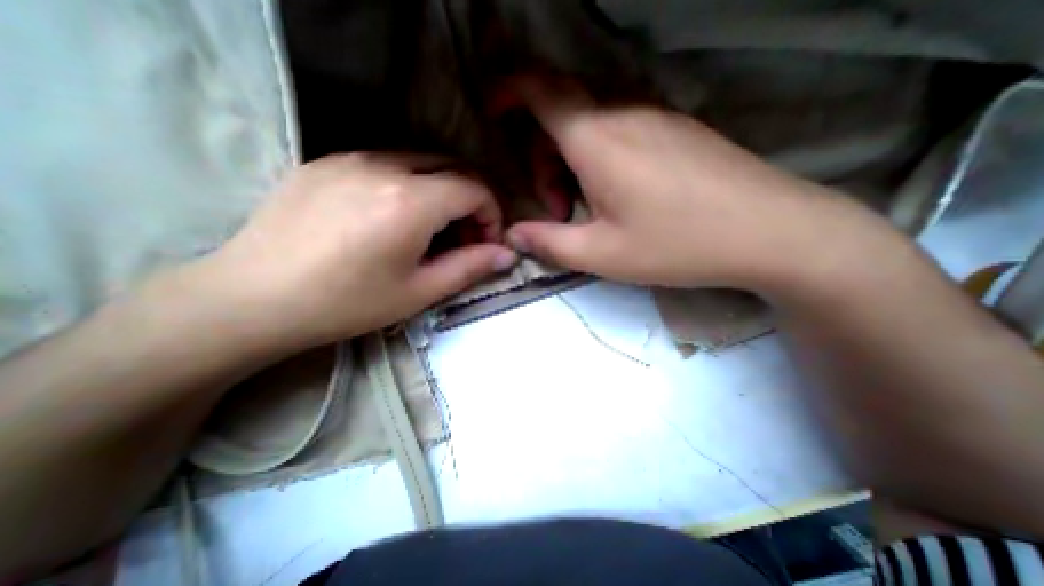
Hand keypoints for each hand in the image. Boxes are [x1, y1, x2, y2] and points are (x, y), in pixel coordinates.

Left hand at [192, 150, 514, 352]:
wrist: (252, 298)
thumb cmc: (347, 303)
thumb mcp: (419, 292)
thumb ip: (470, 267)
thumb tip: (507, 254)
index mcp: (411, 201)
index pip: (474, 189)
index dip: (491, 214)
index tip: (488, 242)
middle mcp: (384, 165)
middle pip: (451, 166)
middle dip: (471, 199)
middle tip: (465, 236)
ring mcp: (350, 157)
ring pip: (420, 161)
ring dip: (441, 190)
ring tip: (432, 229)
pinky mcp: (326, 161)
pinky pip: (386, 163)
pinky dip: (409, 184)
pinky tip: (394, 217)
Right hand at [501, 77, 893, 295]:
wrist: (769, 231)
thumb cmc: (678, 245)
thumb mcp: (601, 253)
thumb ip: (549, 242)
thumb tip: (514, 235)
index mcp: (598, 140)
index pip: (541, 90)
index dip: (508, 90)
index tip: (492, 111)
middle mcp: (624, 114)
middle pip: (562, 114)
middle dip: (542, 157)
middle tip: (555, 208)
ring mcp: (655, 116)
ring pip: (590, 124)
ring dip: (571, 161)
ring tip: (585, 207)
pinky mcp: (675, 129)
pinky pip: (619, 129)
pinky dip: (599, 157)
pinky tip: (617, 195)